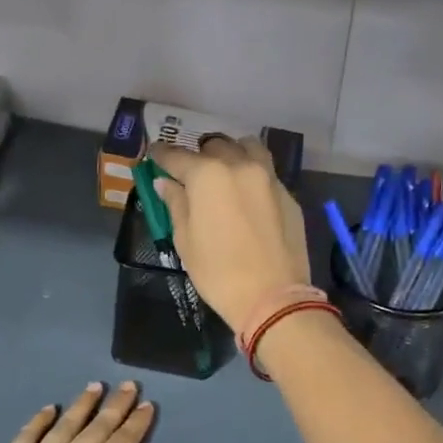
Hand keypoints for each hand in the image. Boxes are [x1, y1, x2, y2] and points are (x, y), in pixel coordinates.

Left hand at [0, 382, 166, 442]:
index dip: (136, 424)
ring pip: (64, 426)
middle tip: (128, 385)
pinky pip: (26, 436)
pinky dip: (39, 420)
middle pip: (96, 428)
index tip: (147, 405)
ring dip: (82, 405)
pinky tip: (49, 409)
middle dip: (115, 406)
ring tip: (95, 387)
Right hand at [150, 136, 310, 330]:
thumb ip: (176, 204)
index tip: (154, 155)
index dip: (161, 155)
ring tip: (224, 171)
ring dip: (232, 153)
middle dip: (199, 155)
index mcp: (208, 175)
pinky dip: (252, 174)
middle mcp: (240, 165)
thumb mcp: (186, 241)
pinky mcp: (288, 195)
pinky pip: (266, 172)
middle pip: (215, 146)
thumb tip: (166, 183)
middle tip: (191, 173)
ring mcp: (268, 178)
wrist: (272, 297)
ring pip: (247, 148)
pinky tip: (248, 195)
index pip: (177, 156)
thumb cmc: (219, 273)